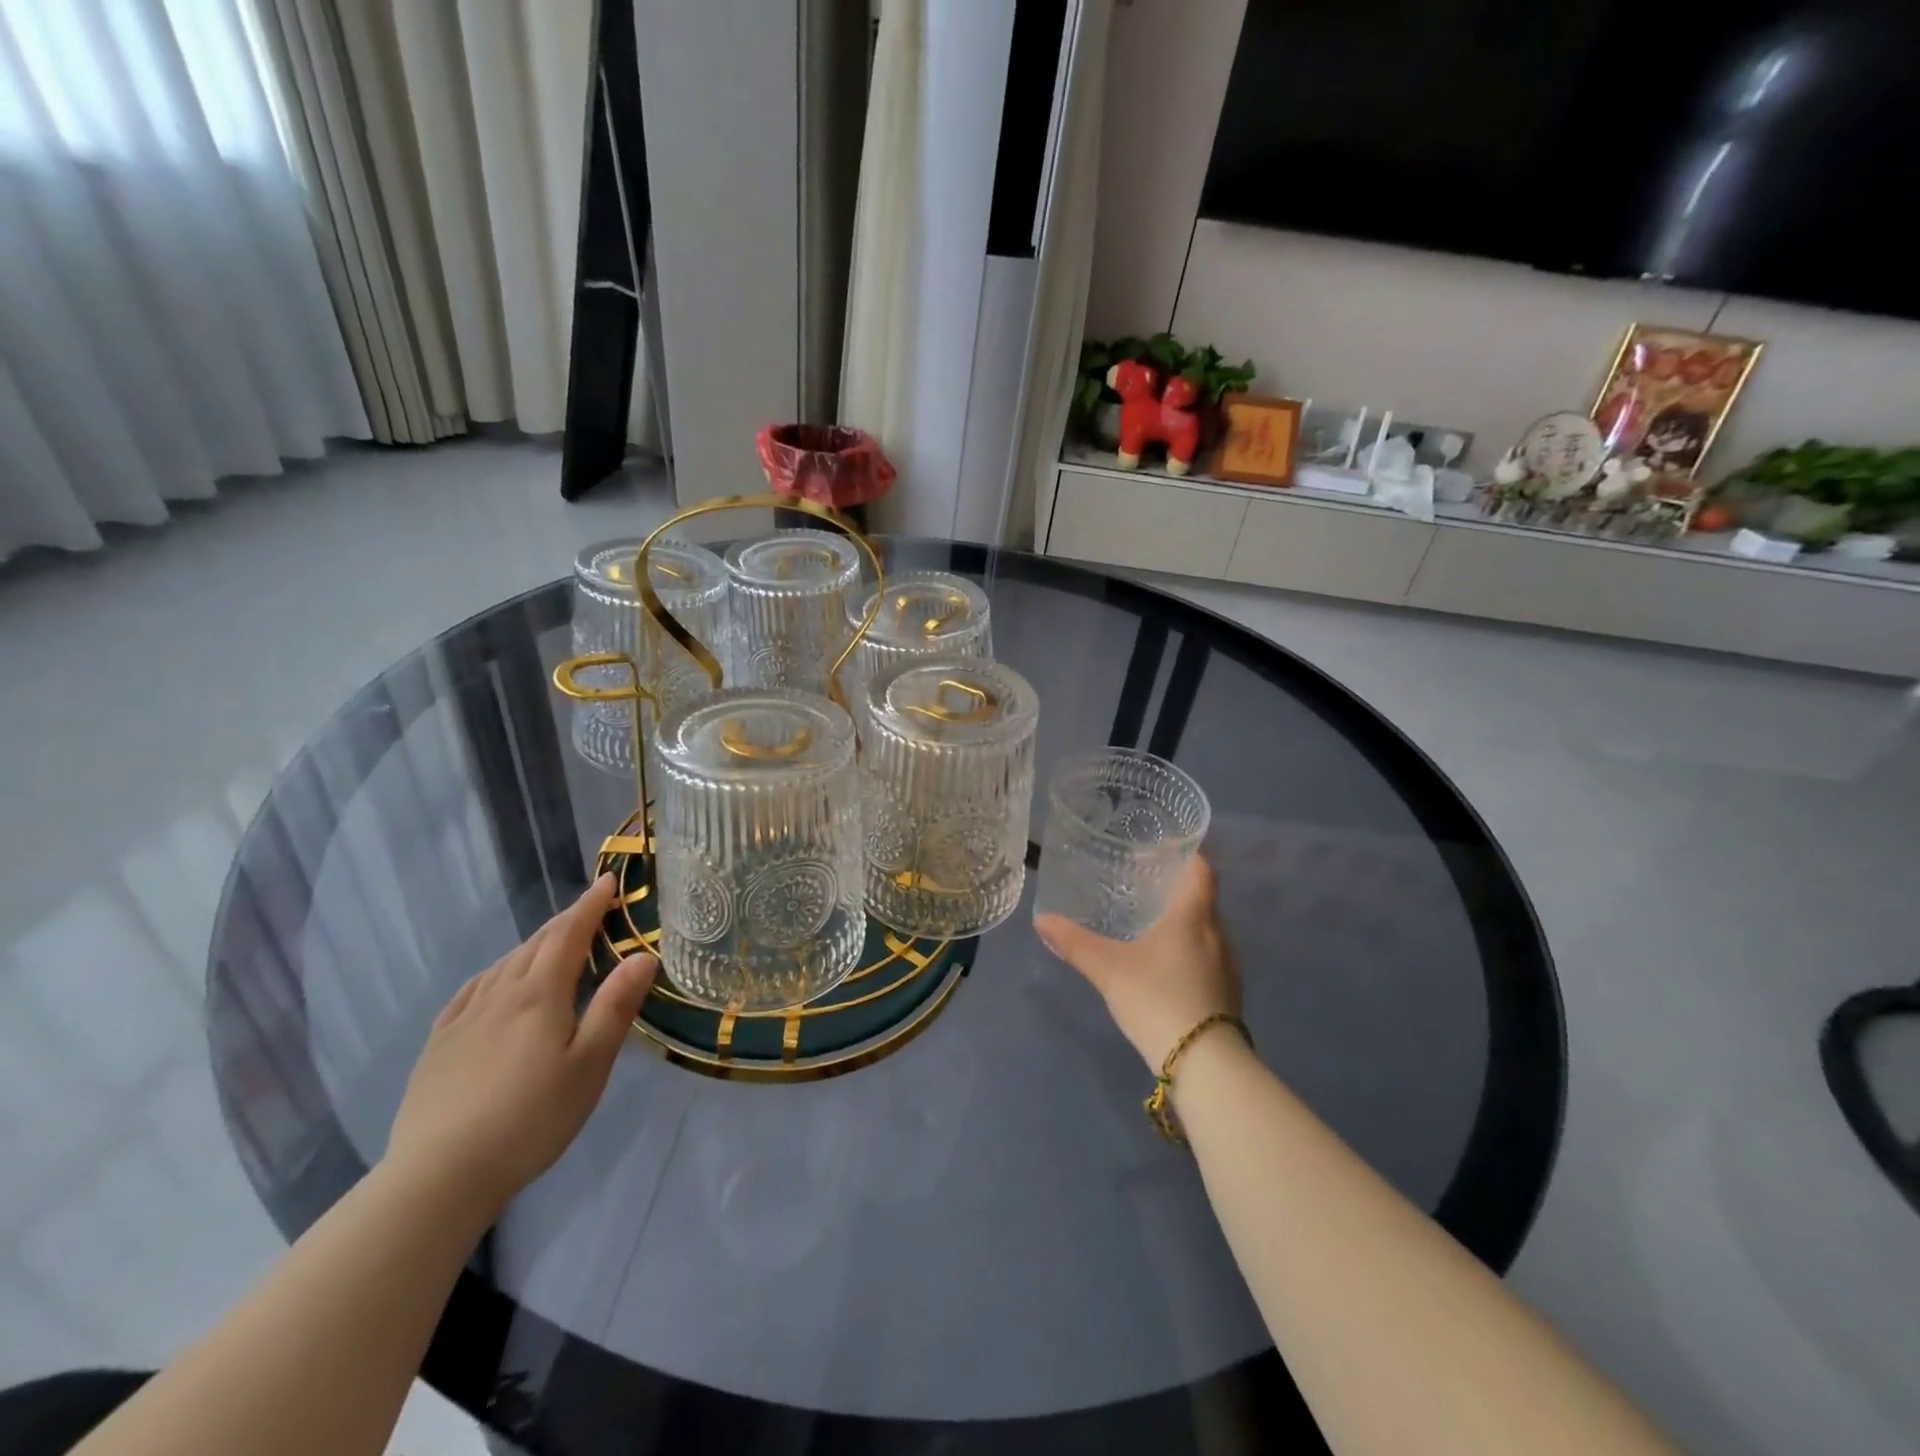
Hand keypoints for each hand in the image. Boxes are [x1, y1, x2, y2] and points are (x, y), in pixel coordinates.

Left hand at [387, 874, 656, 1212]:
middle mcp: (500, 994)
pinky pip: (472, 990)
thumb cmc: (531, 1119)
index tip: (609, 882)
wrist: (439, 1175)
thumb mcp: (590, 1065)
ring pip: (504, 964)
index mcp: (540, 995)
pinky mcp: (438, 1044)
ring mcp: (464, 1018)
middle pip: (536, 944)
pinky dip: (495, 972)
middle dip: (566, 921)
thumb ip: (616, 1006)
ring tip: (552, 942)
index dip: (590, 905)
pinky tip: (495, 981)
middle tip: (591, 910)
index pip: (569, 934)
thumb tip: (644, 955)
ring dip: (534, 945)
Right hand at [1035, 855, 1240, 1070]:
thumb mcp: (1108, 968)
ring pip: (1206, 931)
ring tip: (1150, 925)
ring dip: (1184, 924)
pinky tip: (1165, 967)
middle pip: (1203, 899)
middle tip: (1143, 886)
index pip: (1202, 869)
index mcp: (1194, 915)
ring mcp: (1228, 966)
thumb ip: (1075, 943)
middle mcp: (1218, 934)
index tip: (1164, 848)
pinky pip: (1209, 958)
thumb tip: (1041, 919)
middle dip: (1177, 890)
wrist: (1204, 1063)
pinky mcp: (1229, 994)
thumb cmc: (1157, 998)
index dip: (1188, 854)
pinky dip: (1189, 951)